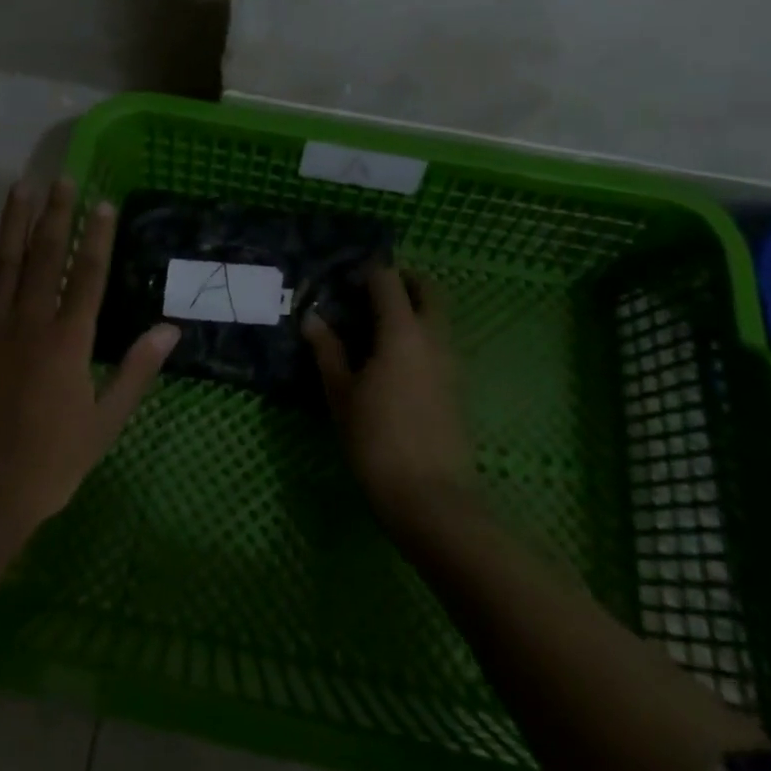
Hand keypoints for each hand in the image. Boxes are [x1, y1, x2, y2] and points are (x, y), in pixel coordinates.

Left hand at [0, 178, 179, 541]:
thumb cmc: (45, 467)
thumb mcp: (102, 427)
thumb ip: (134, 373)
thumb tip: (169, 330)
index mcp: (67, 343)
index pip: (87, 275)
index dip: (97, 236)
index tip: (101, 202)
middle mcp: (27, 324)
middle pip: (44, 256)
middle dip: (55, 214)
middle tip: (61, 178)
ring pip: (4, 262)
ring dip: (14, 222)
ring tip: (21, 188)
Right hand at [304, 266, 476, 531]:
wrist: (431, 498)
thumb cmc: (376, 441)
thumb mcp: (341, 394)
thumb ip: (328, 351)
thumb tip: (312, 318)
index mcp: (402, 331)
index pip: (388, 279)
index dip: (367, 272)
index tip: (344, 282)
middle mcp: (433, 337)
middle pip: (427, 289)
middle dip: (402, 281)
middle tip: (369, 294)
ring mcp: (451, 361)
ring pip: (438, 316)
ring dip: (414, 307)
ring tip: (375, 328)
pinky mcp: (457, 385)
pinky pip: (440, 342)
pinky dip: (421, 334)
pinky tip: (393, 360)